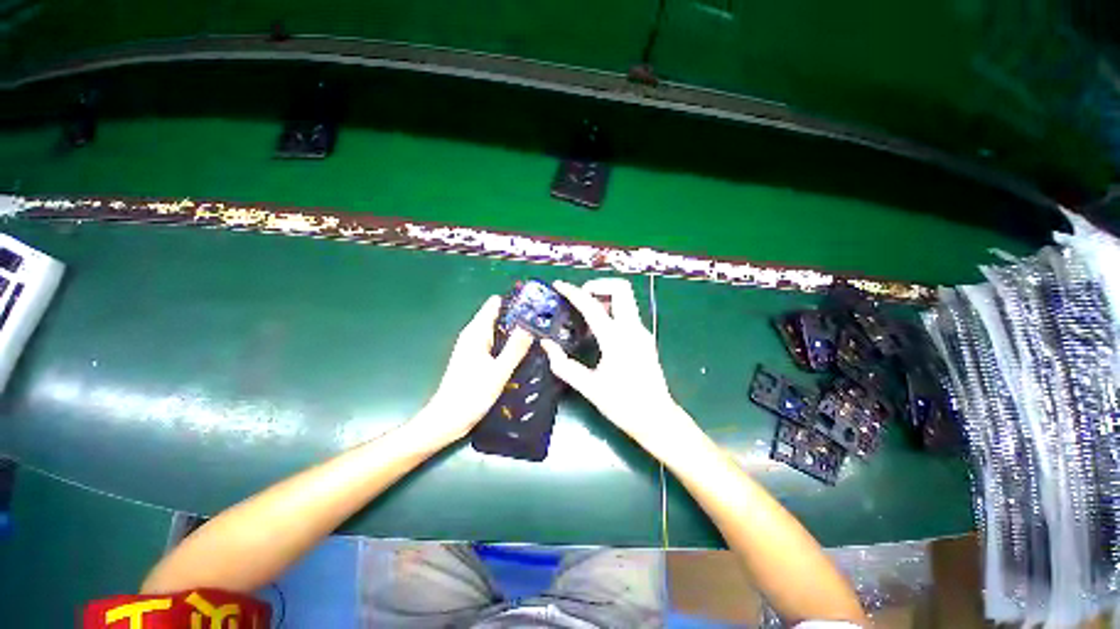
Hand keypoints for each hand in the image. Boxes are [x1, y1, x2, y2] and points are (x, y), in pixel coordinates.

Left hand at [418, 296, 532, 444]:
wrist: (448, 419)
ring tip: (538, 332)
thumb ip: (515, 348)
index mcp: (476, 333)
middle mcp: (474, 335)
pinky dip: (508, 342)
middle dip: (518, 316)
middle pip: (497, 316)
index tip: (535, 304)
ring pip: (497, 330)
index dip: (514, 302)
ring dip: (514, 330)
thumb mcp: (499, 371)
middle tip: (542, 321)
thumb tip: (530, 325)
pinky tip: (523, 350)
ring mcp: (474, 347)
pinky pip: (495, 342)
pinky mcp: (476, 358)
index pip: (494, 304)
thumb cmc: (471, 394)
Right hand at [541, 279, 702, 459]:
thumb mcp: (589, 387)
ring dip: (605, 297)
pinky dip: (611, 310)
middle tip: (580, 299)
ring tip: (586, 315)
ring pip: (626, 298)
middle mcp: (632, 329)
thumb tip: (547, 345)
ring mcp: (642, 332)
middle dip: (598, 285)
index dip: (573, 292)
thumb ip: (564, 365)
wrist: (657, 418)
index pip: (592, 306)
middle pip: (621, 288)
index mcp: (616, 340)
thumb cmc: (623, 405)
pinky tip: (598, 330)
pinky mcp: (644, 338)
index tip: (559, 285)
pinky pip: (627, 312)